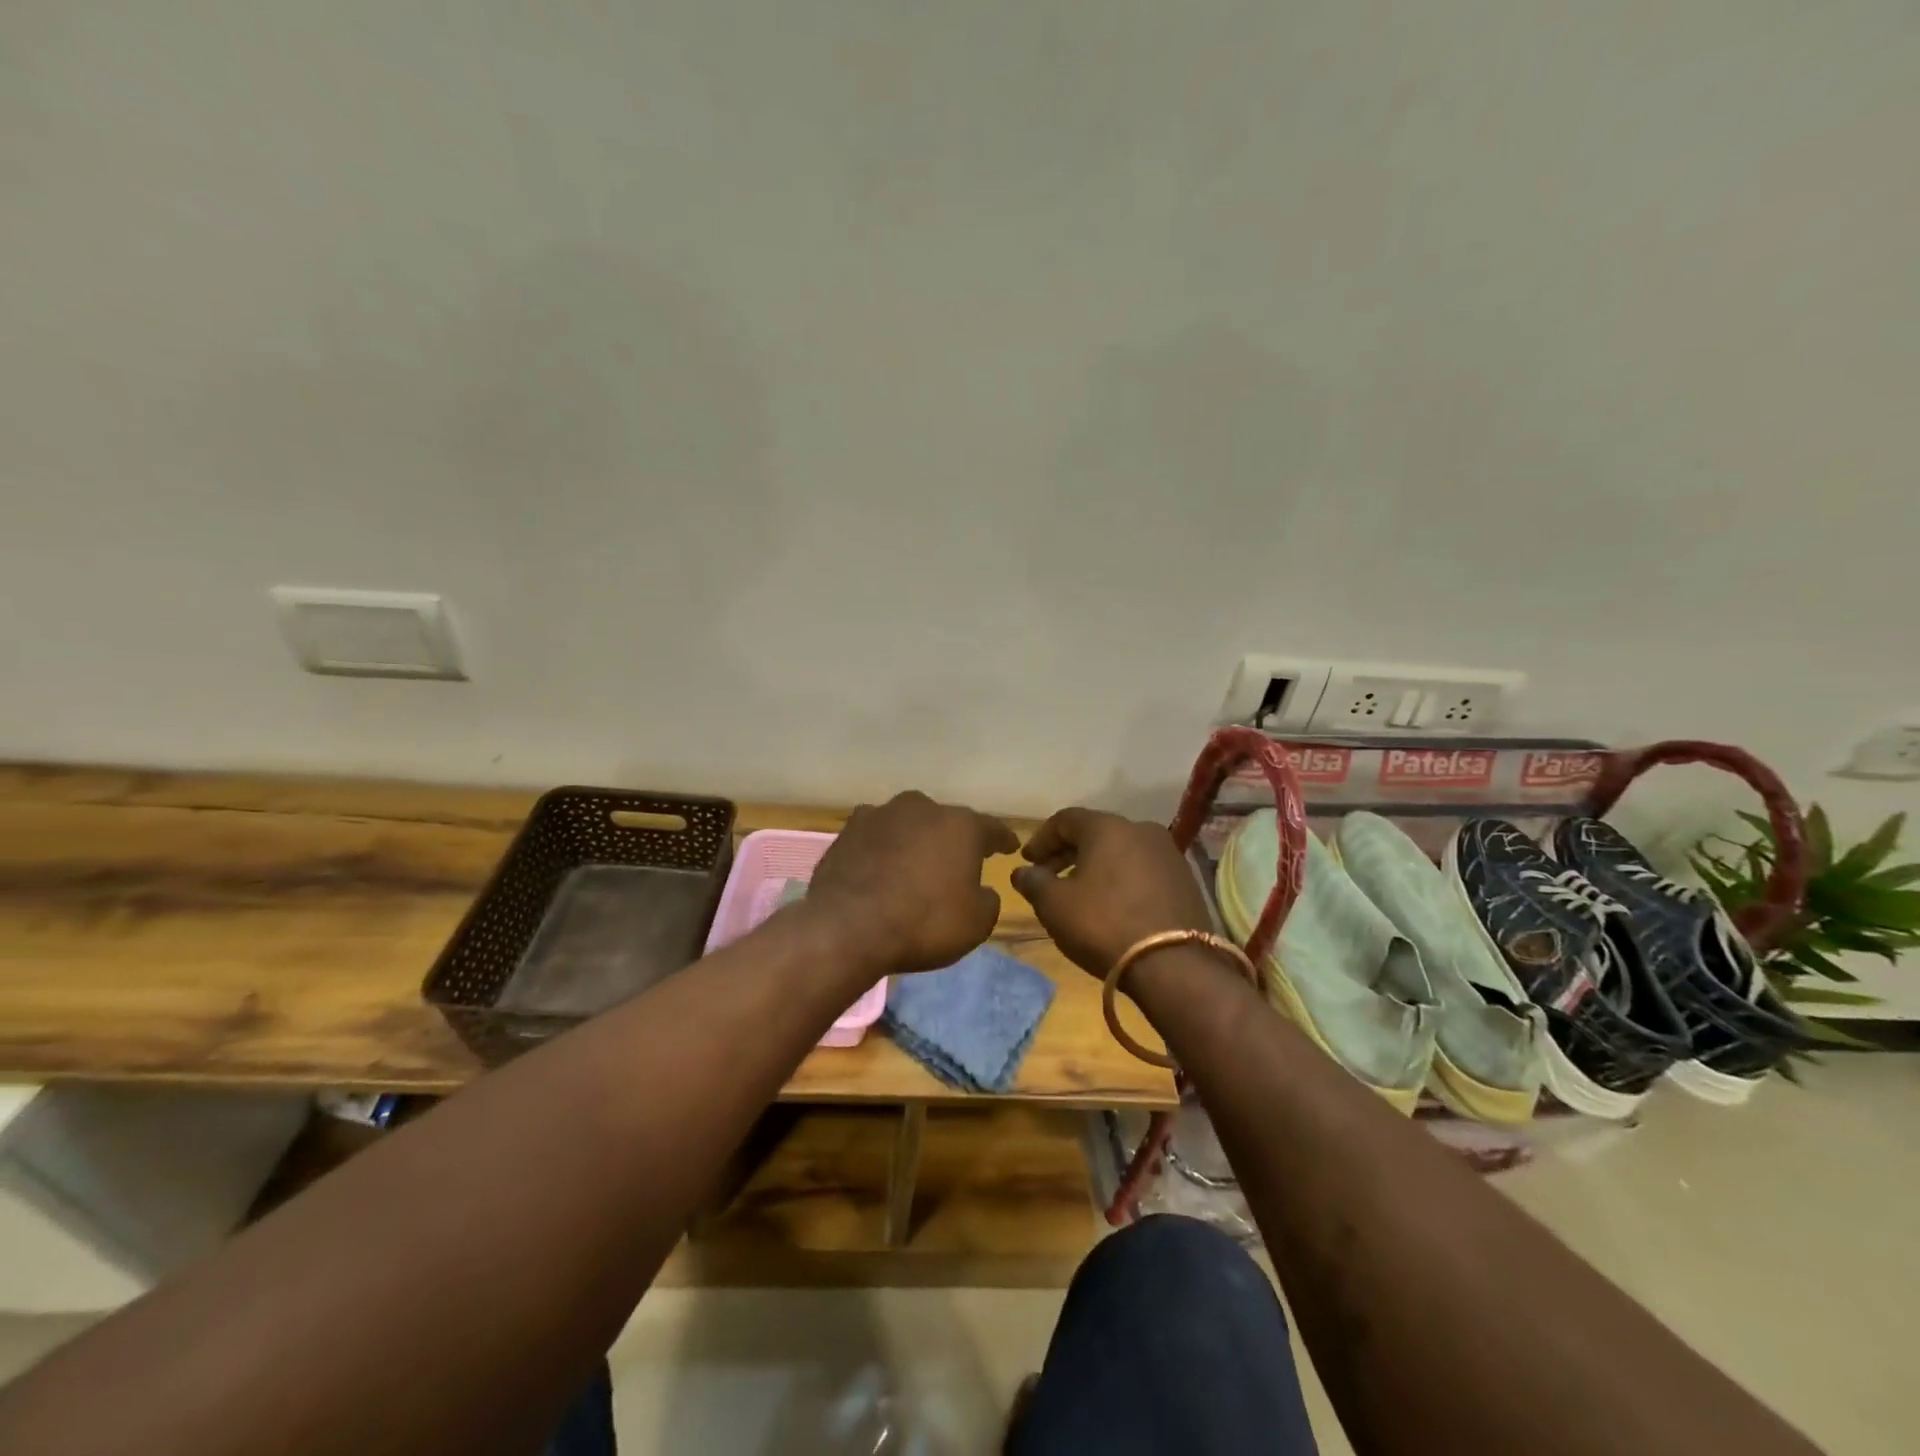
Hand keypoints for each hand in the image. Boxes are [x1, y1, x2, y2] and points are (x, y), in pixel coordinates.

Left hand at [801, 791, 1019, 977]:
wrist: (847, 927)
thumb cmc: (924, 922)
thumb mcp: (976, 923)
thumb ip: (987, 900)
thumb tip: (981, 890)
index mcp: (960, 825)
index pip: (992, 828)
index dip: (1002, 839)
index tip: (1009, 845)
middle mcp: (922, 808)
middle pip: (945, 822)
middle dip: (951, 839)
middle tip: (954, 862)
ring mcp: (880, 814)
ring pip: (907, 825)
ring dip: (913, 841)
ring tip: (912, 865)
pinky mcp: (847, 830)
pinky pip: (875, 838)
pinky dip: (881, 850)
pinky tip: (878, 869)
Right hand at [1011, 809, 1211, 977]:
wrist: (1173, 965)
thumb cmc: (1104, 925)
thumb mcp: (1055, 905)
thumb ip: (1034, 882)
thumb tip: (1022, 872)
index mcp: (1108, 827)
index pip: (1065, 819)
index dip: (1041, 839)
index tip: (1027, 861)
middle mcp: (1141, 830)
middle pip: (1095, 833)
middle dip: (1067, 853)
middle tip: (1047, 877)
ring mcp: (1169, 855)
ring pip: (1121, 851)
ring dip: (1096, 866)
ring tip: (1079, 893)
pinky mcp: (1185, 881)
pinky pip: (1143, 870)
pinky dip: (1121, 880)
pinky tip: (1112, 905)